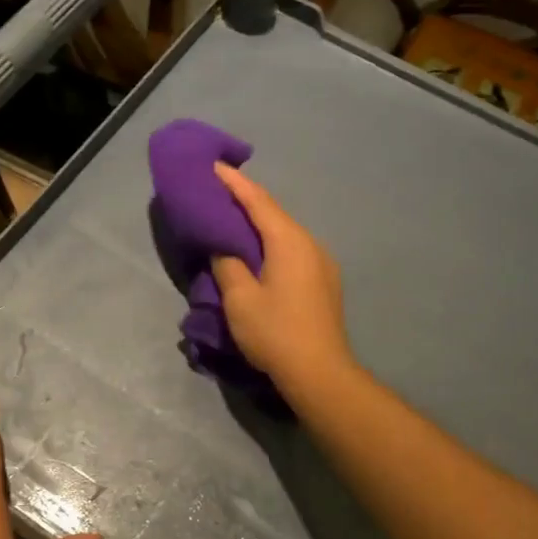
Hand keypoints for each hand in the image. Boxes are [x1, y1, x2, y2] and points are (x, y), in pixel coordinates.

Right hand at [211, 163, 353, 392]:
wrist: (320, 372)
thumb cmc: (275, 332)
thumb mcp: (240, 299)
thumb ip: (228, 265)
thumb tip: (224, 248)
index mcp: (289, 242)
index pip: (258, 201)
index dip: (234, 183)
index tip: (213, 166)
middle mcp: (310, 244)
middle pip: (274, 214)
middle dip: (246, 201)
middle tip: (218, 192)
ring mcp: (322, 263)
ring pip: (285, 233)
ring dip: (259, 225)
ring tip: (233, 221)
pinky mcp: (323, 282)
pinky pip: (293, 251)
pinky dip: (271, 244)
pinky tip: (258, 252)